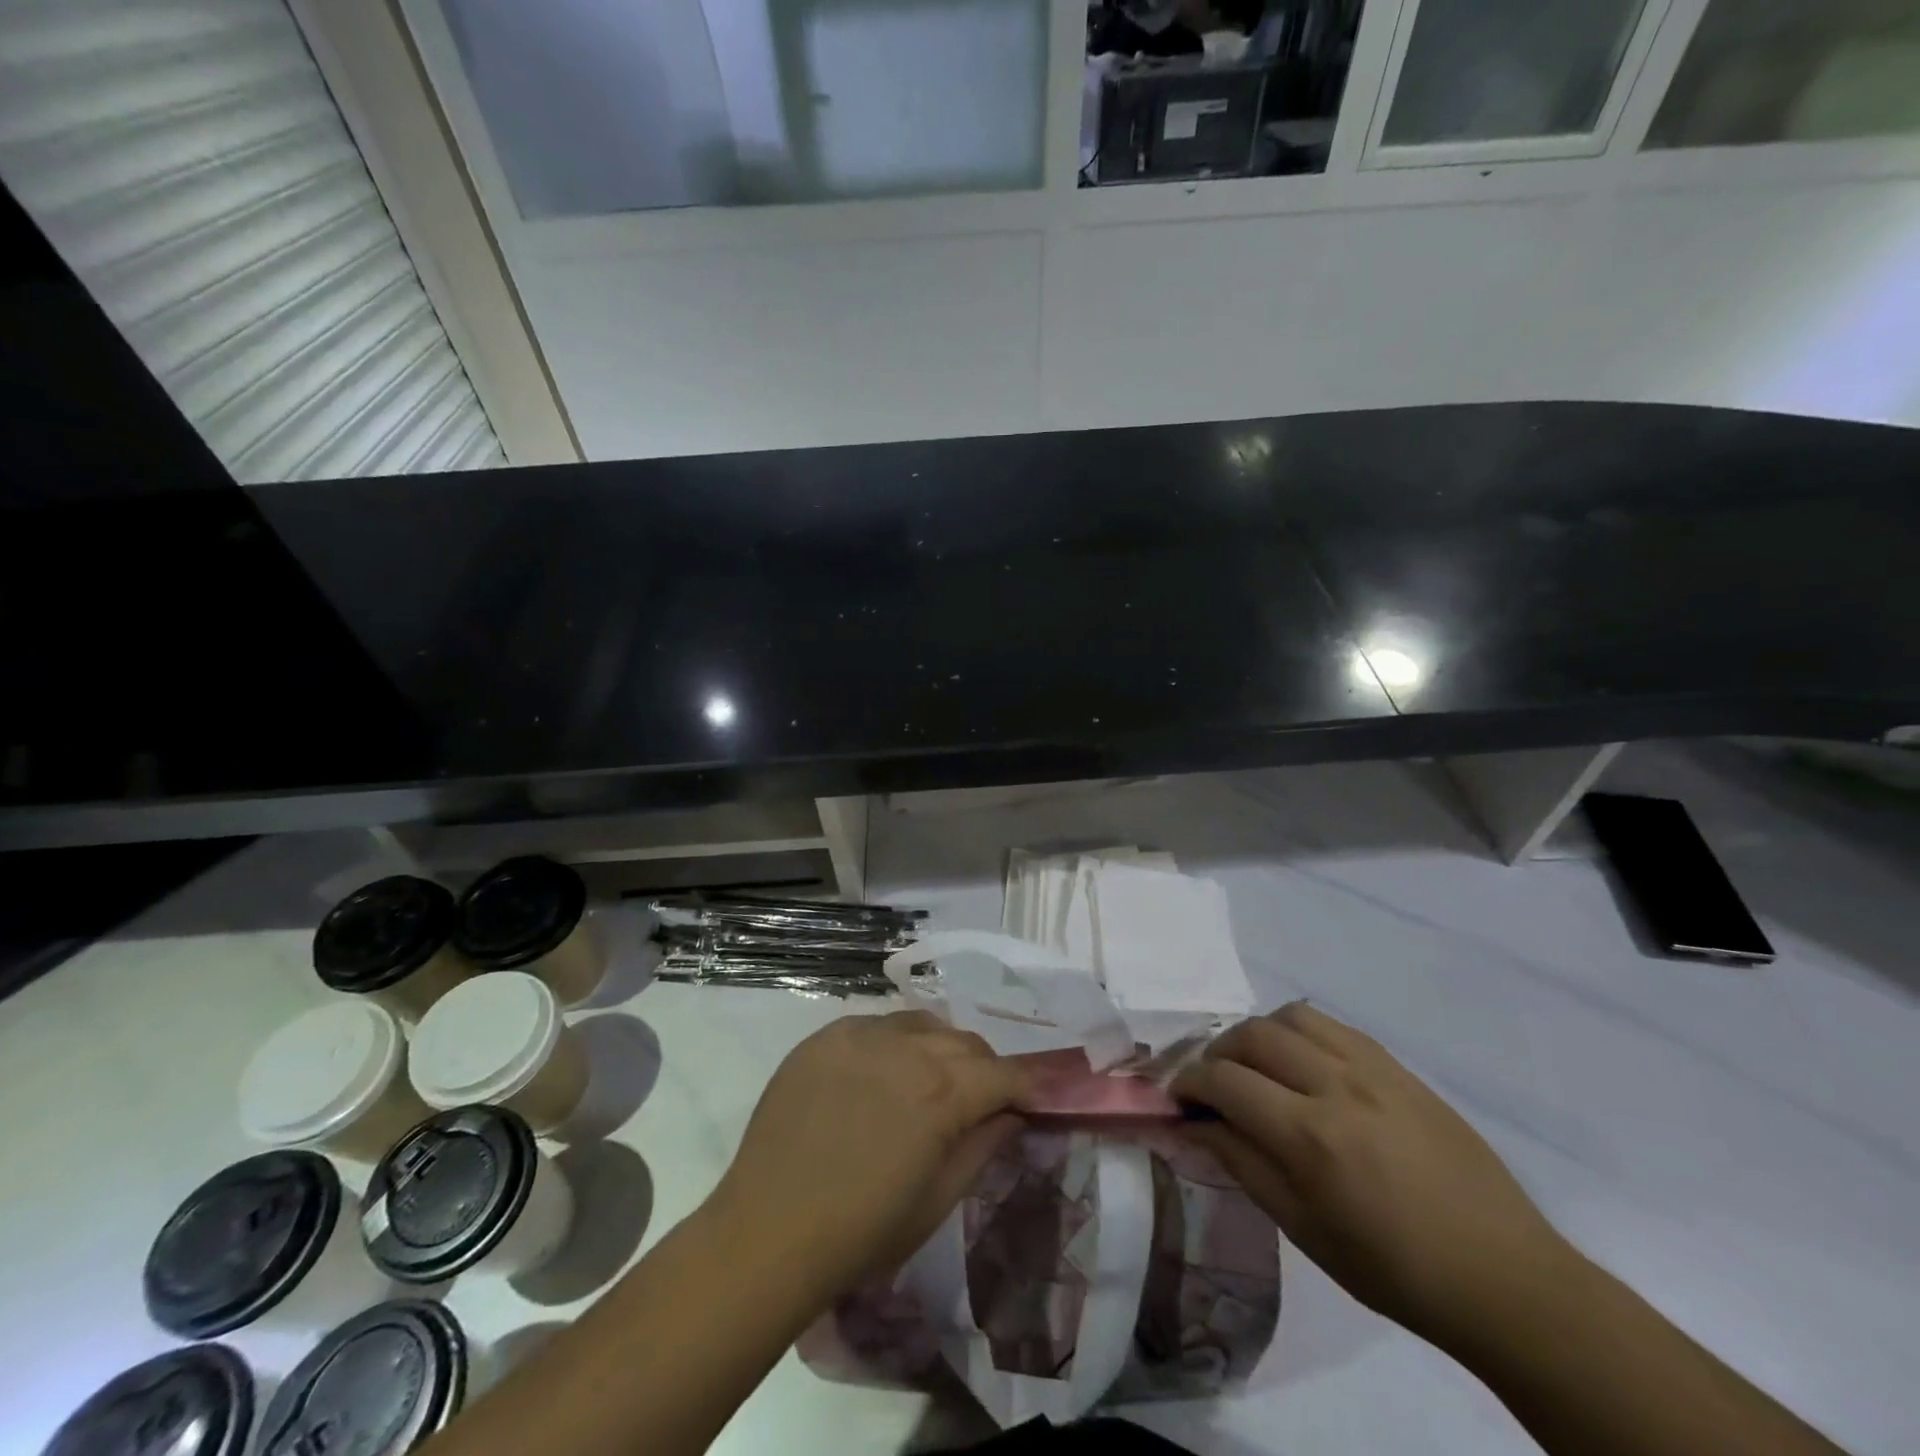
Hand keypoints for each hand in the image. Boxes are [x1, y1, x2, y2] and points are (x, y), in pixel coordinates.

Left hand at [711, 1010, 1028, 1297]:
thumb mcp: (937, 1201)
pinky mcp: (825, 1036)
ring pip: (922, 1025)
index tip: (1033, 1099)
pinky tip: (878, 1077)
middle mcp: (907, 1048)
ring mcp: (861, 1035)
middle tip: (977, 1102)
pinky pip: (876, 1025)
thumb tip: (1010, 1114)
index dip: (1025, 1085)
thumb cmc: (862, 1232)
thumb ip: (982, 1147)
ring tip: (927, 1084)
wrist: (767, 1232)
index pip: (1003, 1073)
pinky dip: (892, 1044)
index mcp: (942, 1092)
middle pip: (965, 1043)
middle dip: (982, 1069)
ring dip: (938, 1049)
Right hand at [1175, 1002, 1576, 1354]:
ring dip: (1258, 1035)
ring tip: (1257, 1066)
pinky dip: (1300, 1033)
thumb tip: (1194, 1124)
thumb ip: (1242, 1164)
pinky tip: (1302, 1063)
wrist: (1504, 1278)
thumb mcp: (1304, 1230)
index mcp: (1310, 1136)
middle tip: (1213, 1083)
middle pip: (1251, 1035)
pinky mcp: (1398, 1066)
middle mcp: (1336, 1085)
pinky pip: (1332, 1025)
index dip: (1190, 1083)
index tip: (1178, 1097)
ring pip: (1290, 1017)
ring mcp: (1372, 1069)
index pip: (1225, 1081)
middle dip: (1217, 1053)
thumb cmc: (1394, 1270)